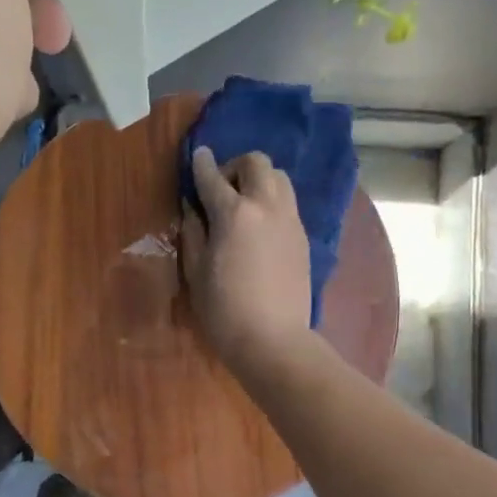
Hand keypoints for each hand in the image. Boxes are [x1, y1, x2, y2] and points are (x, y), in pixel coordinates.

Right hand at [180, 146, 313, 375]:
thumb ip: (194, 232)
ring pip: (279, 178)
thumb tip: (193, 208)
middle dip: (236, 167)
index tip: (197, 156)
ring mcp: (290, 220)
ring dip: (259, 180)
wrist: (273, 340)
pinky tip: (260, 227)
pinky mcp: (303, 237)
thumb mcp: (196, 271)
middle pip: (257, 163)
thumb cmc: (224, 310)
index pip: (213, 177)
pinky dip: (272, 202)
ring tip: (244, 205)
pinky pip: (288, 203)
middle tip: (221, 189)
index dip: (201, 164)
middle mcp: (266, 206)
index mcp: (234, 213)